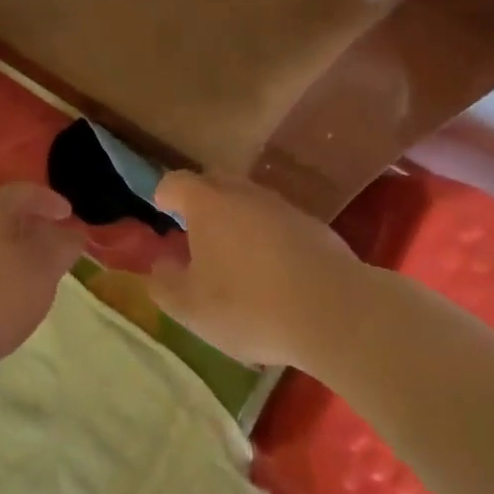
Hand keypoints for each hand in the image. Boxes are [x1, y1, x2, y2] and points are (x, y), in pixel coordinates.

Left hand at [0, 184, 89, 362]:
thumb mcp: (43, 270)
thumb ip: (62, 247)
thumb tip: (72, 232)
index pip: (24, 192)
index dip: (50, 200)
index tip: (69, 214)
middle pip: (6, 213)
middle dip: (33, 224)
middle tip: (55, 241)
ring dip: (16, 247)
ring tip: (35, 269)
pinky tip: (8, 289)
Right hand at [145, 171, 355, 366]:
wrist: (333, 311)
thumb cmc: (248, 305)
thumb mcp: (192, 308)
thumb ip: (165, 284)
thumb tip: (159, 265)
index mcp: (207, 203)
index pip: (176, 182)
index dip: (164, 194)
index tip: (161, 209)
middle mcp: (243, 193)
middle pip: (215, 182)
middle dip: (201, 200)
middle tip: (195, 229)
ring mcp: (282, 206)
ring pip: (249, 201)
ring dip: (237, 218)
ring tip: (234, 254)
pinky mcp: (313, 226)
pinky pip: (278, 222)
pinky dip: (268, 237)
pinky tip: (273, 271)